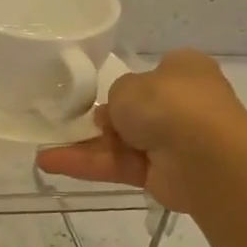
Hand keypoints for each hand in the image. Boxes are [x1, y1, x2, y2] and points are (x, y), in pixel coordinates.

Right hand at [36, 49, 246, 215]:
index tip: (98, 93)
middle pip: (132, 113)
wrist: (203, 154)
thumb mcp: (127, 84)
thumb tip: (113, 116)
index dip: (125, 85)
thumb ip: (114, 96)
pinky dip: (87, 165)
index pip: (152, 75)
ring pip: (120, 143)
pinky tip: (51, 163)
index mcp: (183, 72)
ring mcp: (173, 142)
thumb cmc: (168, 103)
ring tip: (43, 153)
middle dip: (100, 121)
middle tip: (66, 123)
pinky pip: (118, 165)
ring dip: (83, 147)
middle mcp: (183, 105)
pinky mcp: (161, 174)